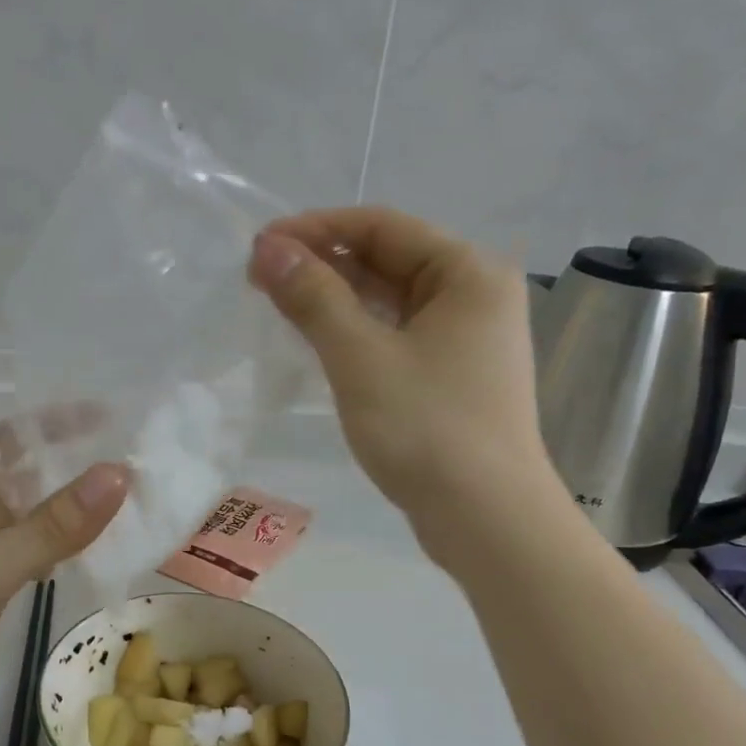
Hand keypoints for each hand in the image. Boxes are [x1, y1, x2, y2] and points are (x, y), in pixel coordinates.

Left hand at [0, 440, 127, 745]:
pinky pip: (26, 554)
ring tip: (129, 504)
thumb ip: (54, 525)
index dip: (60, 423)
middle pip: (26, 475)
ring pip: (29, 518)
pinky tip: (92, 555)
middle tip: (137, 463)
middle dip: (76, 468)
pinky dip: (57, 549)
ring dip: (71, 511)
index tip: (114, 419)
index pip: (13, 438)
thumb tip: (118, 473)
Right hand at [248, 207, 560, 540]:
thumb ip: (314, 297)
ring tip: (279, 304)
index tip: (259, 246)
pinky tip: (319, 340)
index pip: (382, 226)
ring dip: (336, 298)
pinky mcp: (452, 377)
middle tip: (259, 277)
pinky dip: (357, 332)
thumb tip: (269, 249)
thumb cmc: (426, 428)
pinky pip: (396, 336)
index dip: (316, 229)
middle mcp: (474, 296)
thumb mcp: (360, 357)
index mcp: (468, 273)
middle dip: (323, 264)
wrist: (487, 519)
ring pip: (390, 301)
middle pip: (388, 260)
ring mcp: (466, 340)